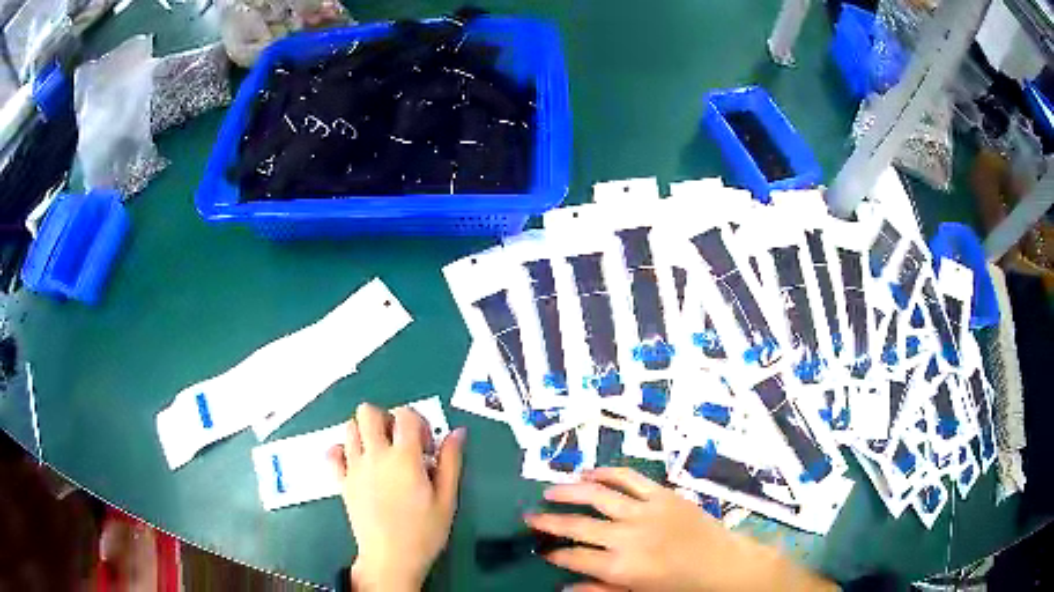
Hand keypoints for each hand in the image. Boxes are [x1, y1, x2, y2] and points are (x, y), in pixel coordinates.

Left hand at [328, 402, 465, 591]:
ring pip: (349, 427)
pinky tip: (358, 464)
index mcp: (404, 458)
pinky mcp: (342, 481)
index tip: (426, 448)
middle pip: (369, 412)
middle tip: (400, 444)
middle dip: (386, 419)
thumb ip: (451, 462)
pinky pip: (333, 453)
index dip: (419, 423)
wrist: (391, 559)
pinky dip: (342, 451)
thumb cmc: (424, 532)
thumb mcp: (447, 499)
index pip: (405, 414)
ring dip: (365, 433)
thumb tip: (457, 433)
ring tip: (381, 455)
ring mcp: (354, 467)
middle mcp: (375, 456)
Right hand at [525, 467, 835, 591]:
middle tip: (529, 517)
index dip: (553, 553)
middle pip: (577, 525)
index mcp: (621, 566)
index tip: (542, 550)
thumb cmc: (680, 586)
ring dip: (568, 492)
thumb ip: (599, 590)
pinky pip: (628, 478)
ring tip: (548, 491)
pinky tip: (587, 473)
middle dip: (549, 521)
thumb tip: (564, 587)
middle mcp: (627, 536)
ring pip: (597, 495)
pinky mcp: (662, 493)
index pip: (573, 558)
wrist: (723, 564)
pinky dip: (606, 473)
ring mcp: (645, 510)